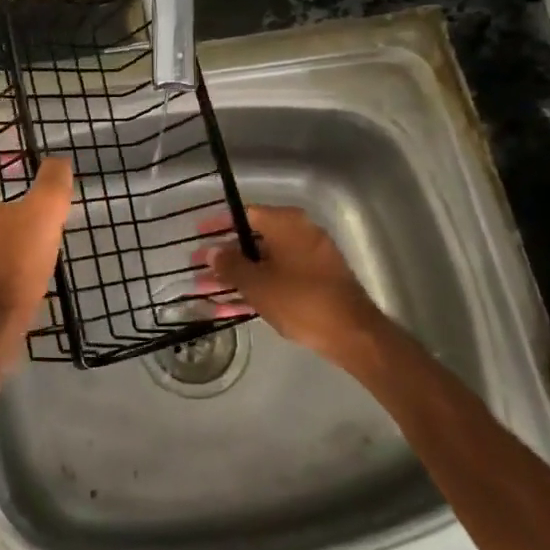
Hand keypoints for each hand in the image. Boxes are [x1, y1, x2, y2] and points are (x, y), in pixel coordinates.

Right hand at [198, 205, 384, 370]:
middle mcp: (299, 234)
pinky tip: (229, 308)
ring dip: (235, 277)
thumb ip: (230, 265)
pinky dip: (256, 289)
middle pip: (252, 240)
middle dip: (223, 258)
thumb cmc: (300, 300)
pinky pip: (277, 279)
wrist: (352, 334)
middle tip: (197, 268)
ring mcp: (309, 259)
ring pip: (263, 263)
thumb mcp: (257, 284)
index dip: (218, 225)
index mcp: (286, 223)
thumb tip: (213, 252)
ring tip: (205, 292)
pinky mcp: (314, 282)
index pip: (244, 214)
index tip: (198, 235)